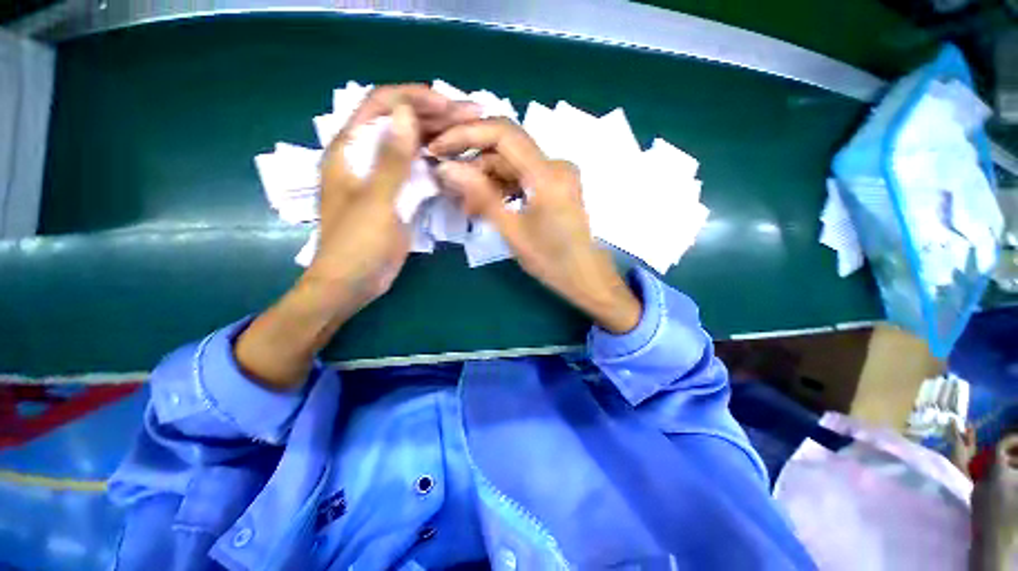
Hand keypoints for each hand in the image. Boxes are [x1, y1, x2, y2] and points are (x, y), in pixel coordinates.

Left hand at [236, 85, 479, 389]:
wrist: (353, 282)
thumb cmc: (357, 244)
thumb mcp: (376, 201)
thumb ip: (391, 159)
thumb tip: (406, 114)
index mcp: (350, 149)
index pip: (380, 105)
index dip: (414, 98)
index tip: (448, 104)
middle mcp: (366, 156)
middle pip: (400, 123)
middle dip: (434, 115)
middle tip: (471, 116)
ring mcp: (384, 177)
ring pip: (412, 146)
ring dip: (439, 137)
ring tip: (470, 133)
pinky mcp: (397, 195)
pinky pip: (418, 171)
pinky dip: (436, 163)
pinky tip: (456, 161)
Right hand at [429, 118, 641, 333]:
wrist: (587, 277)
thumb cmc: (552, 261)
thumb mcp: (512, 231)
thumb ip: (481, 196)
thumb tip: (447, 169)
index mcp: (547, 174)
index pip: (502, 133)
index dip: (466, 134)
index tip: (439, 149)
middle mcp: (556, 165)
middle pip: (506, 150)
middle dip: (474, 166)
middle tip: (451, 189)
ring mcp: (558, 175)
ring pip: (513, 164)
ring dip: (487, 180)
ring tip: (468, 206)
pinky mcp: (557, 186)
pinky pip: (524, 177)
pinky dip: (503, 187)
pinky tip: (489, 205)